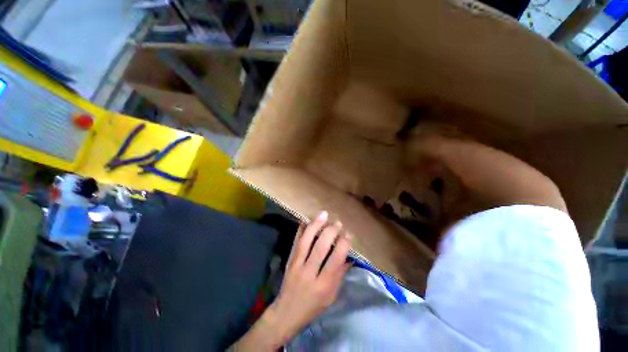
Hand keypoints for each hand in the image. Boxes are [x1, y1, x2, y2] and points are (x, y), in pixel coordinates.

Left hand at [231, 211, 351, 350]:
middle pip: (321, 247)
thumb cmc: (313, 306)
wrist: (286, 312)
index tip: (349, 234)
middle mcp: (309, 273)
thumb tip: (350, 257)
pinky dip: (301, 229)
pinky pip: (296, 241)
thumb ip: (340, 275)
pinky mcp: (289, 260)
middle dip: (331, 232)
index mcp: (323, 285)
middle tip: (338, 223)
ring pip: (306, 241)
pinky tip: (306, 219)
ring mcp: (297, 265)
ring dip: (316, 225)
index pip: (335, 260)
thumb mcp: (331, 296)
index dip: (343, 245)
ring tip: (323, 214)